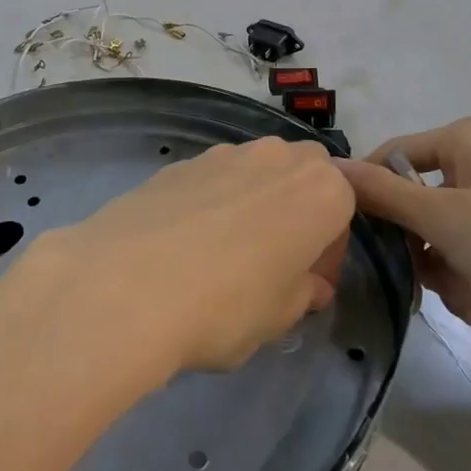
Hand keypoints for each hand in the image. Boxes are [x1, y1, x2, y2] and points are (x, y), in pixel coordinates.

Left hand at [36, 137, 354, 376]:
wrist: (126, 283)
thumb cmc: (226, 305)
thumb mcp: (279, 317)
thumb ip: (303, 293)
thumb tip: (309, 285)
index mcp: (319, 190)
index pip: (344, 207)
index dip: (329, 248)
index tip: (307, 283)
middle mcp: (276, 157)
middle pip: (302, 173)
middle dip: (297, 209)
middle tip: (273, 262)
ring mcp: (223, 153)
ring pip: (255, 171)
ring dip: (254, 201)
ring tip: (223, 253)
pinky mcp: (179, 161)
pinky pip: (212, 177)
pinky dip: (211, 201)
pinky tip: (185, 243)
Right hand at [337, 115, 470, 387]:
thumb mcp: (443, 216)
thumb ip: (381, 194)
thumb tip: (328, 168)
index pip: (396, 156)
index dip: (374, 194)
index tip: (358, 235)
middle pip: (420, 205)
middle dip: (426, 248)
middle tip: (430, 272)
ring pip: (445, 244)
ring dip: (455, 276)